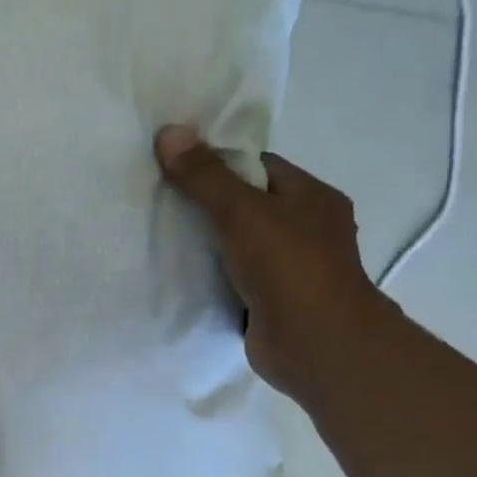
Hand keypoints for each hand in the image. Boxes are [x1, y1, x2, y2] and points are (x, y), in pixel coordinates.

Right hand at [155, 125, 392, 402]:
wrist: (316, 345)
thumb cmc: (289, 267)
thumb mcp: (242, 211)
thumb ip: (205, 176)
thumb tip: (169, 131)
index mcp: (312, 197)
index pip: (259, 167)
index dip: (218, 164)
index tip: (177, 169)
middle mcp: (307, 229)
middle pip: (247, 206)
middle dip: (207, 205)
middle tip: (159, 202)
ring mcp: (291, 269)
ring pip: (239, 244)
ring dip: (207, 245)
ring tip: (160, 237)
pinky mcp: (272, 302)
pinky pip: (234, 278)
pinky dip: (211, 277)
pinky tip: (178, 275)